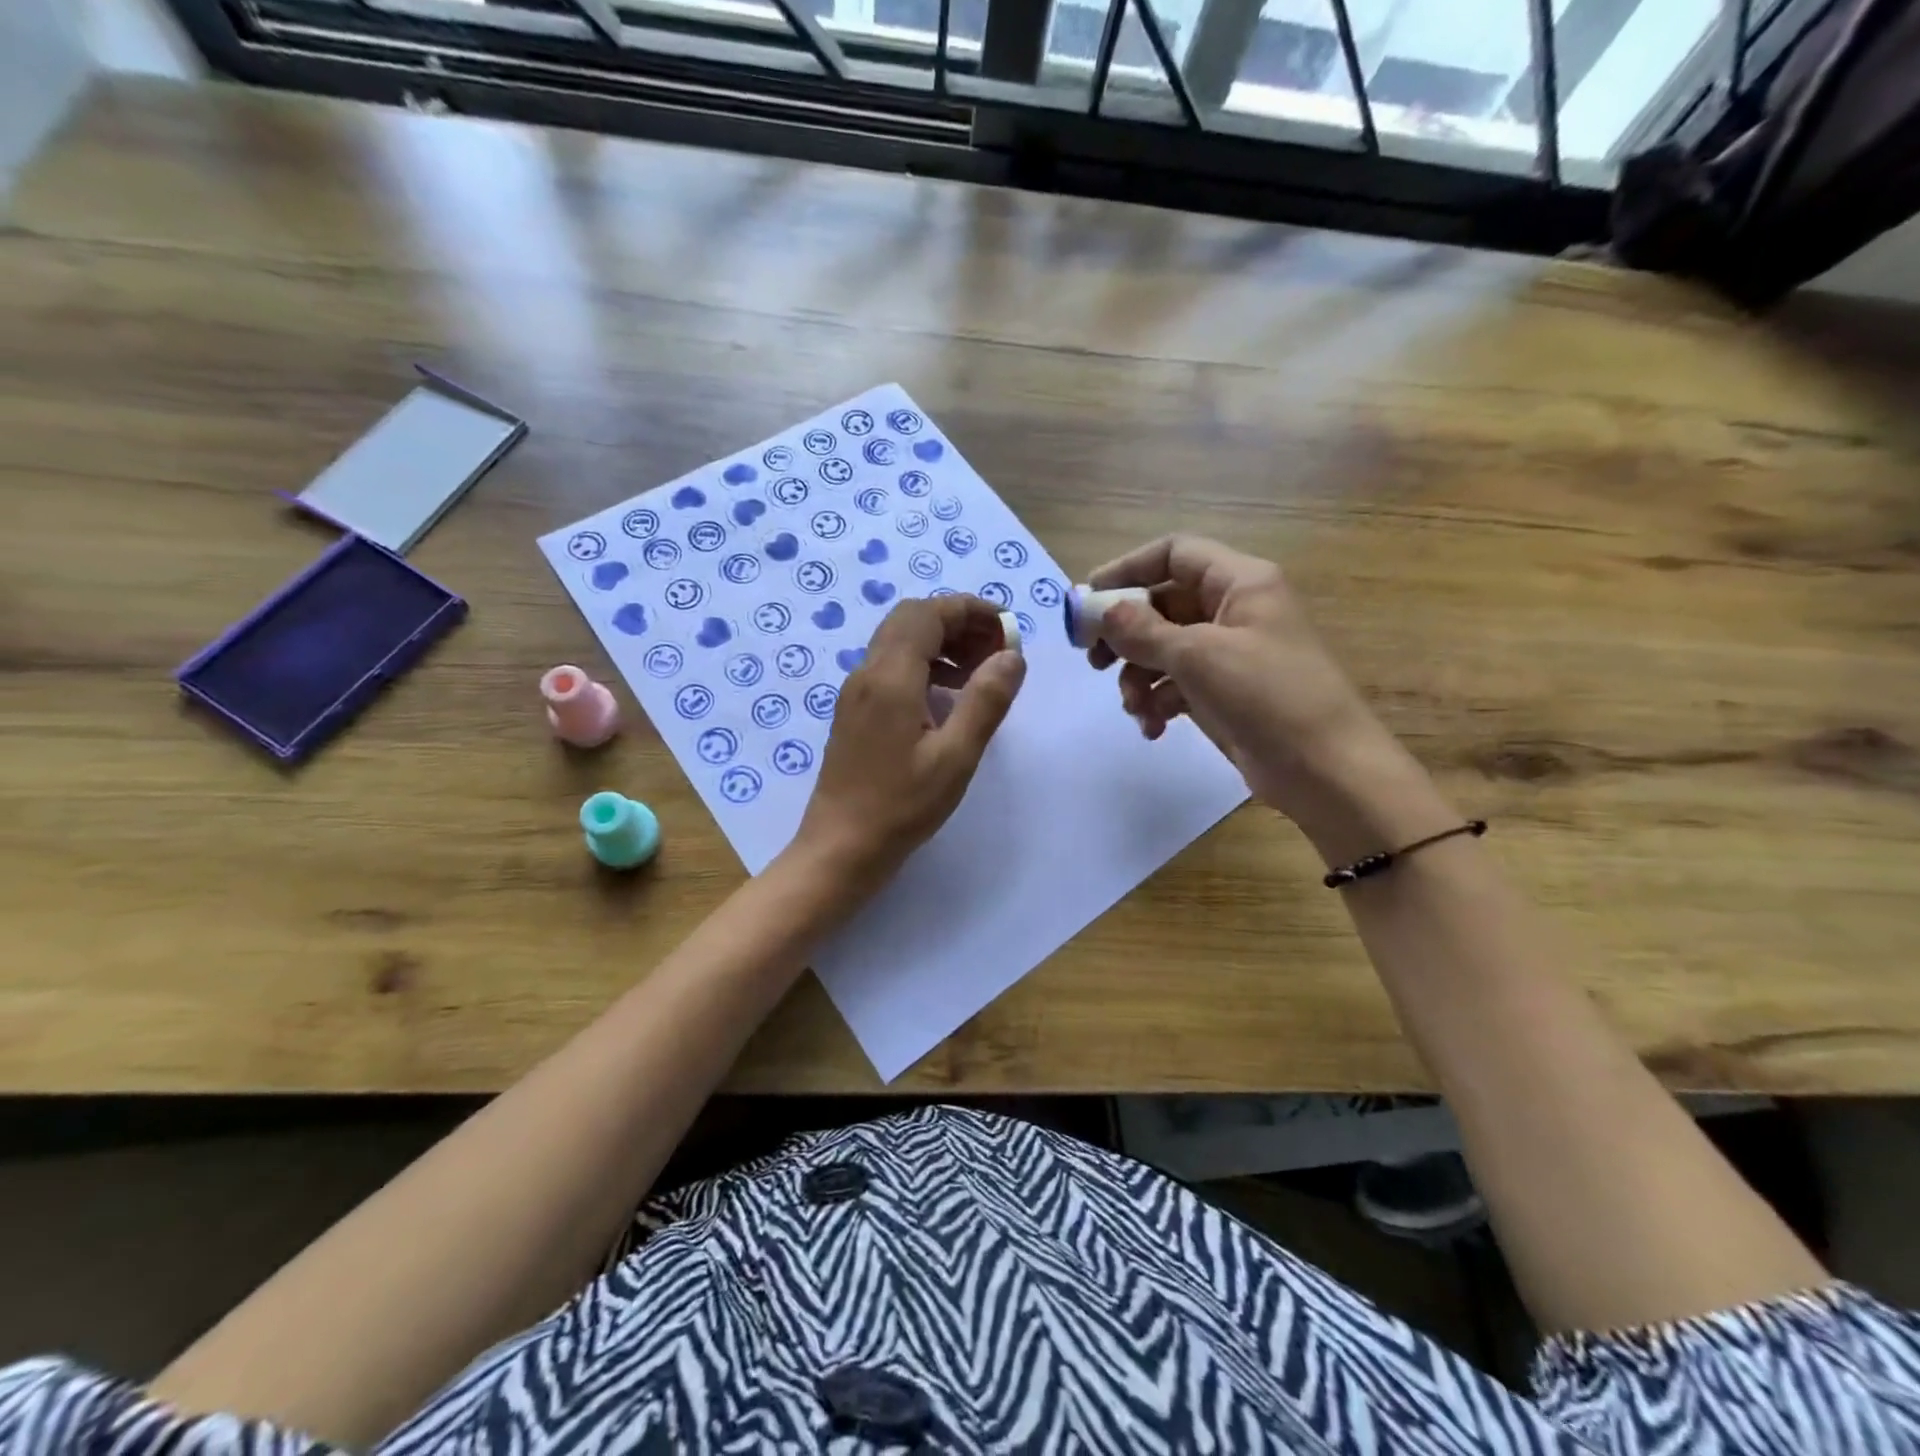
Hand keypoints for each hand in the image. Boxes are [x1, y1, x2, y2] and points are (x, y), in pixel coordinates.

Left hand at [793, 595, 1025, 881]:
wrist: (840, 847)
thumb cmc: (901, 806)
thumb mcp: (955, 757)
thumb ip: (986, 701)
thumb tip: (1012, 655)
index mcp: (890, 677)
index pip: (928, 614)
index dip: (970, 610)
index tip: (1007, 628)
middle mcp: (867, 673)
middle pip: (911, 620)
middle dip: (957, 623)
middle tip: (996, 649)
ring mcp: (856, 692)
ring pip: (899, 642)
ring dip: (941, 643)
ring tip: (980, 672)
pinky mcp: (854, 712)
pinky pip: (890, 668)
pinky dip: (924, 665)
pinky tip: (948, 697)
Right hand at [1087, 535, 1389, 817]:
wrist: (1325, 770)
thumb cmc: (1268, 696)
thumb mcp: (1198, 656)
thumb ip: (1142, 631)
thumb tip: (1101, 611)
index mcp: (1239, 583)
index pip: (1174, 554)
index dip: (1128, 570)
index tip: (1088, 600)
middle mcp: (1233, 610)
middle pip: (1162, 605)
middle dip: (1125, 634)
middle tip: (1094, 661)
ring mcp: (1229, 654)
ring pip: (1163, 649)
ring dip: (1138, 677)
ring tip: (1134, 707)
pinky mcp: (1224, 693)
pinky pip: (1176, 685)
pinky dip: (1158, 702)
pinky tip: (1153, 728)